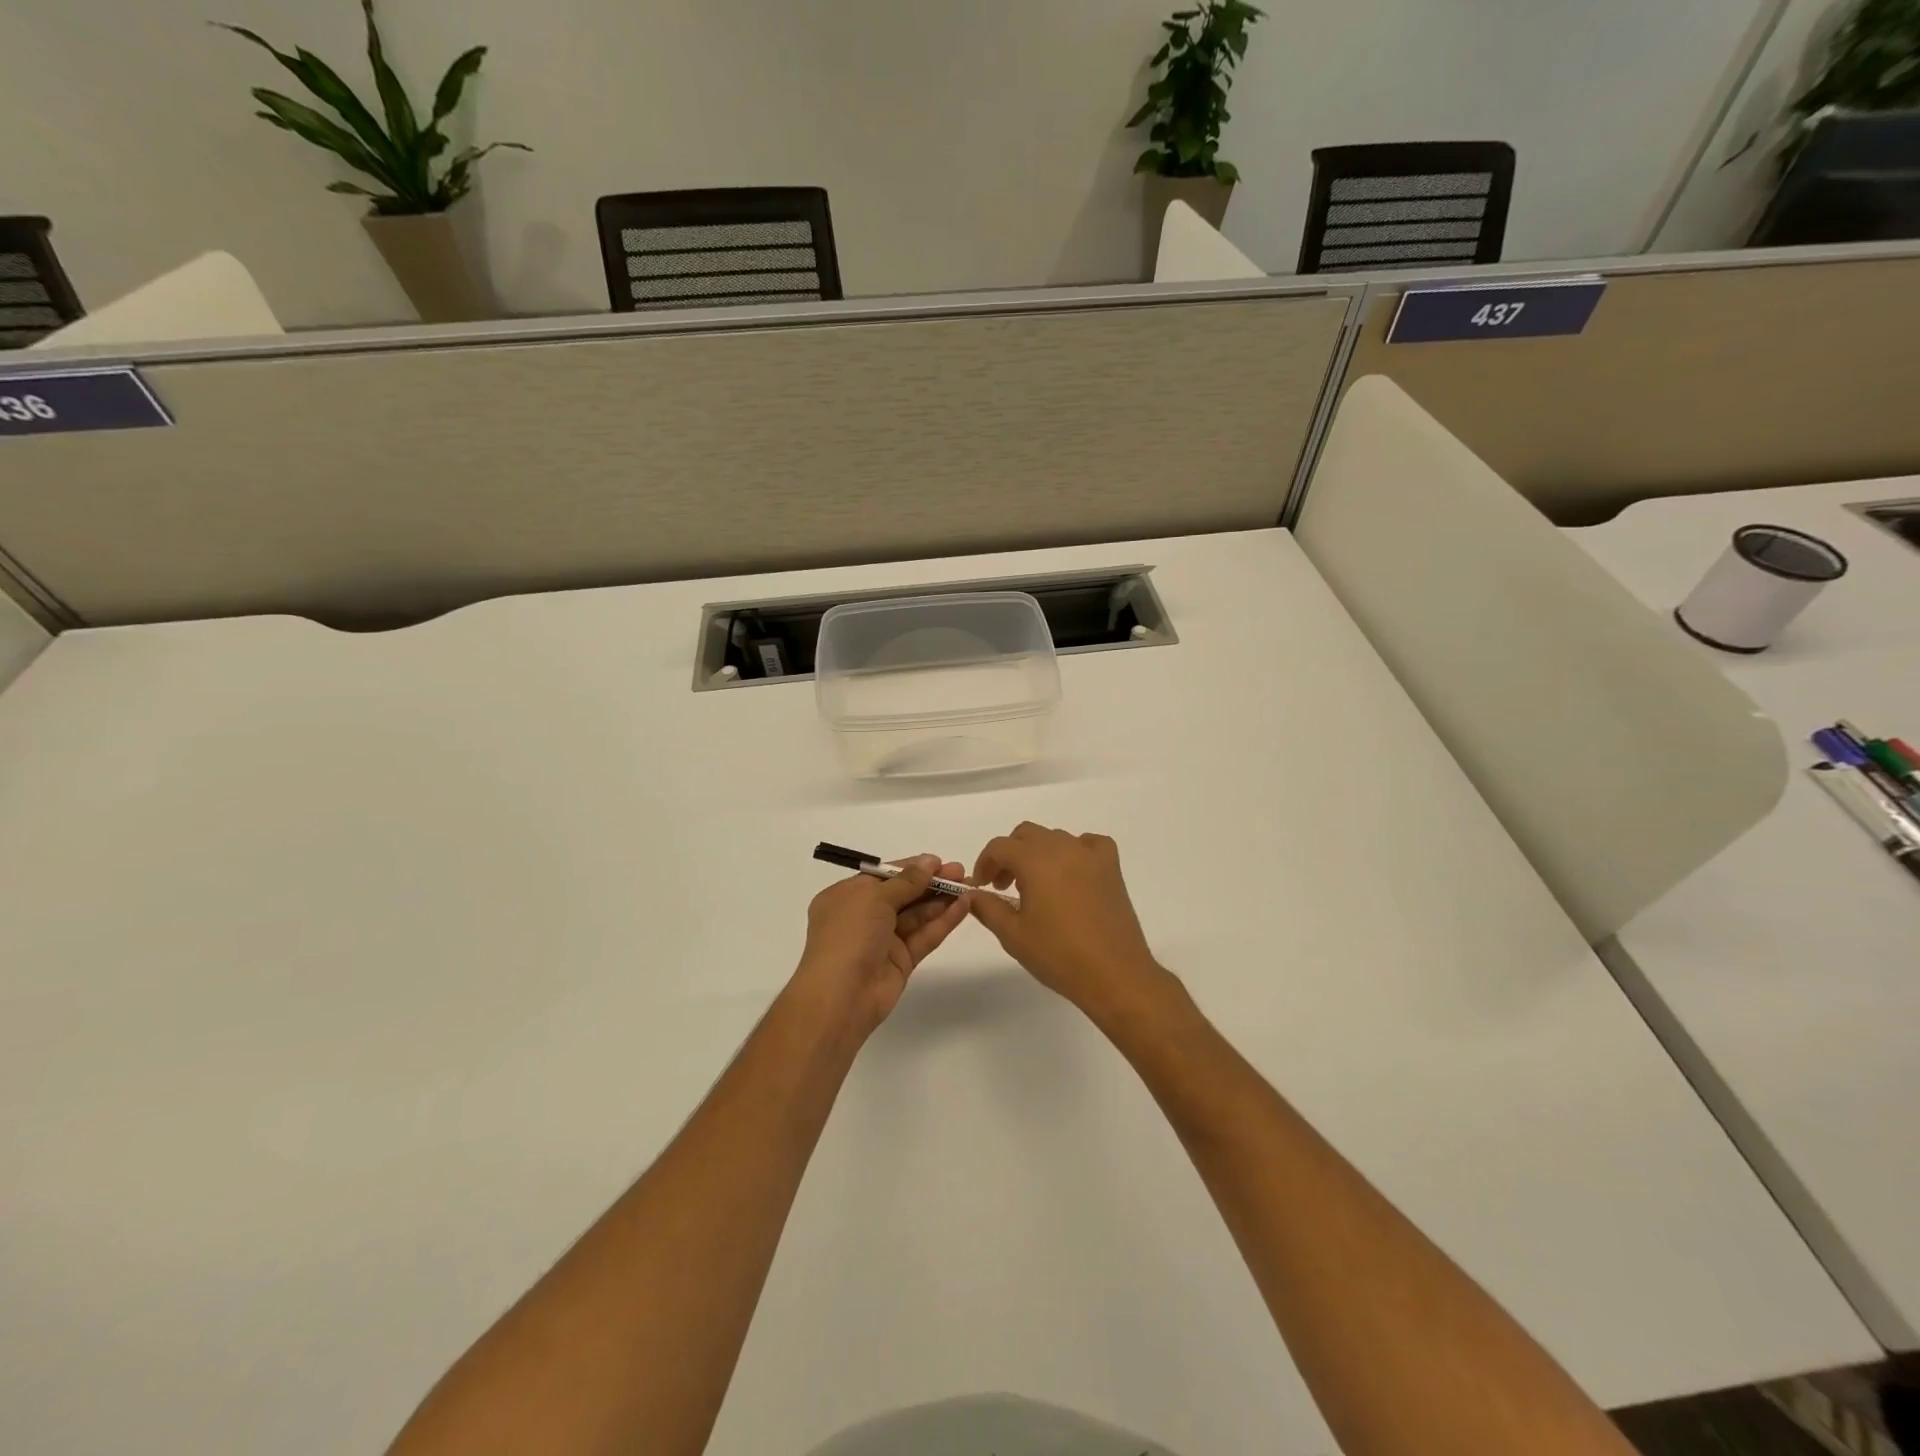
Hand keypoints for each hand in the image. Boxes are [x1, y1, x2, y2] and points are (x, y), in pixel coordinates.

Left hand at [793, 856, 970, 1039]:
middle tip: (961, 872)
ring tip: (969, 885)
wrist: (841, 996)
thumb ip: (906, 881)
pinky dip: (944, 921)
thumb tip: (928, 862)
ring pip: (917, 915)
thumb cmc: (849, 935)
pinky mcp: (902, 961)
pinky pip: (924, 935)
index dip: (912, 868)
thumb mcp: (874, 898)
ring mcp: (883, 940)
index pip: (884, 876)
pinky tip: (964, 906)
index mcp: (847, 897)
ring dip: (941, 900)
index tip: (939, 861)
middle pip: (903, 894)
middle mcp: (864, 916)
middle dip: (931, 882)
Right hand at [970, 823, 1163, 1017]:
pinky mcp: (1112, 867)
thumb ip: (987, 908)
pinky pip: (1089, 844)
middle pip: (1026, 835)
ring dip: (1038, 854)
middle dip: (1009, 855)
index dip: (985, 863)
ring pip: (1055, 838)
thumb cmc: (1058, 955)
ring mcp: (1091, 855)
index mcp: (1035, 860)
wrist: (1114, 974)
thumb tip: (972, 895)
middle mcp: (1063, 847)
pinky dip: (1075, 851)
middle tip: (1003, 886)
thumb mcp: (1013, 935)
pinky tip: (1072, 873)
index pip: (1000, 847)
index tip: (982, 887)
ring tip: (1036, 887)